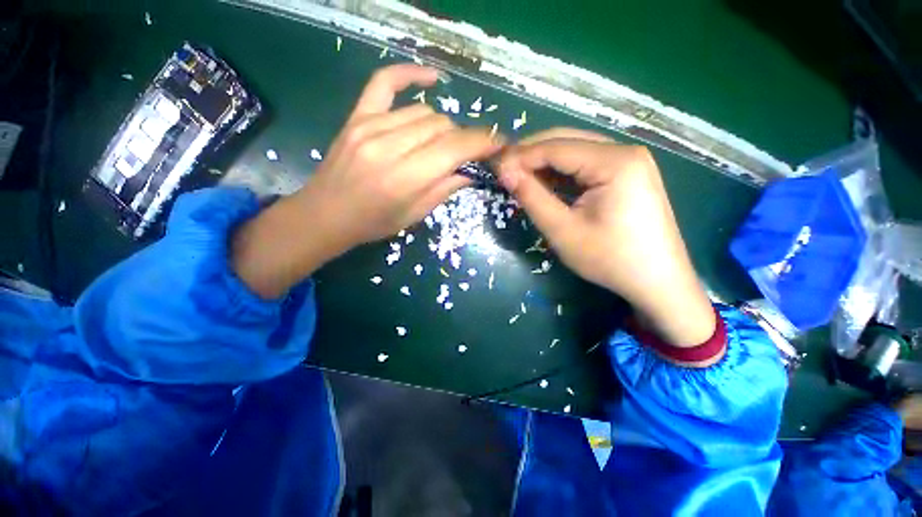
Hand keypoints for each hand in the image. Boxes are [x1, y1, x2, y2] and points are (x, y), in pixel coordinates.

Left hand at [232, 65, 502, 298]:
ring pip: (424, 112)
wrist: (326, 214)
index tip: (499, 144)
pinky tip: (431, 78)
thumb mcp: (415, 215)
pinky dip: (410, 74)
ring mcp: (370, 126)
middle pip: (442, 127)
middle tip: (466, 154)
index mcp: (405, 178)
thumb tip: (471, 169)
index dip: (482, 142)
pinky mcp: (357, 117)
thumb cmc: (374, 223)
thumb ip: (445, 188)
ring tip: (440, 143)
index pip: (454, 148)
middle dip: (462, 139)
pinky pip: (385, 82)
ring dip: (442, 127)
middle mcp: (389, 146)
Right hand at [497, 128, 714, 346]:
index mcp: (614, 161)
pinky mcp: (628, 174)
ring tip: (519, 177)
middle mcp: (625, 151)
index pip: (555, 147)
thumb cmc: (610, 259)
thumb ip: (532, 197)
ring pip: (576, 152)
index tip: (495, 166)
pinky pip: (587, 165)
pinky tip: (545, 183)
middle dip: (531, 154)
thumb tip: (505, 172)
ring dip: (545, 163)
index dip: (521, 155)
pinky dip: (562, 173)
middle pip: (567, 141)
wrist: (658, 282)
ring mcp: (630, 161)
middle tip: (504, 170)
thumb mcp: (563, 230)